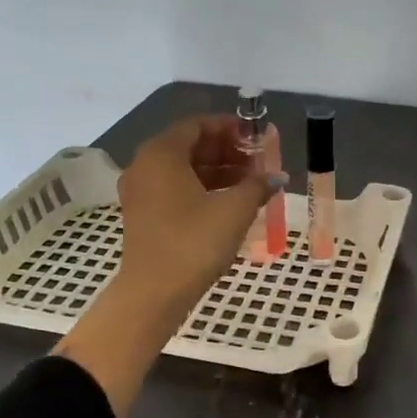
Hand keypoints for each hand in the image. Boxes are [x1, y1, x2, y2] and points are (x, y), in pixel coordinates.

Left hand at [116, 115, 282, 311]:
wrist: (154, 292)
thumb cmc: (195, 241)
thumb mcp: (235, 209)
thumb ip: (257, 185)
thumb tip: (277, 176)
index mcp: (162, 154)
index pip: (196, 125)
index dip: (228, 127)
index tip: (254, 136)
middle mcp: (144, 166)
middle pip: (188, 146)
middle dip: (225, 150)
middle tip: (257, 160)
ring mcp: (140, 192)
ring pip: (182, 170)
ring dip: (216, 171)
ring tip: (250, 183)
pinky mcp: (142, 216)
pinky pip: (174, 189)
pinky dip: (201, 189)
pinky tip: (229, 202)